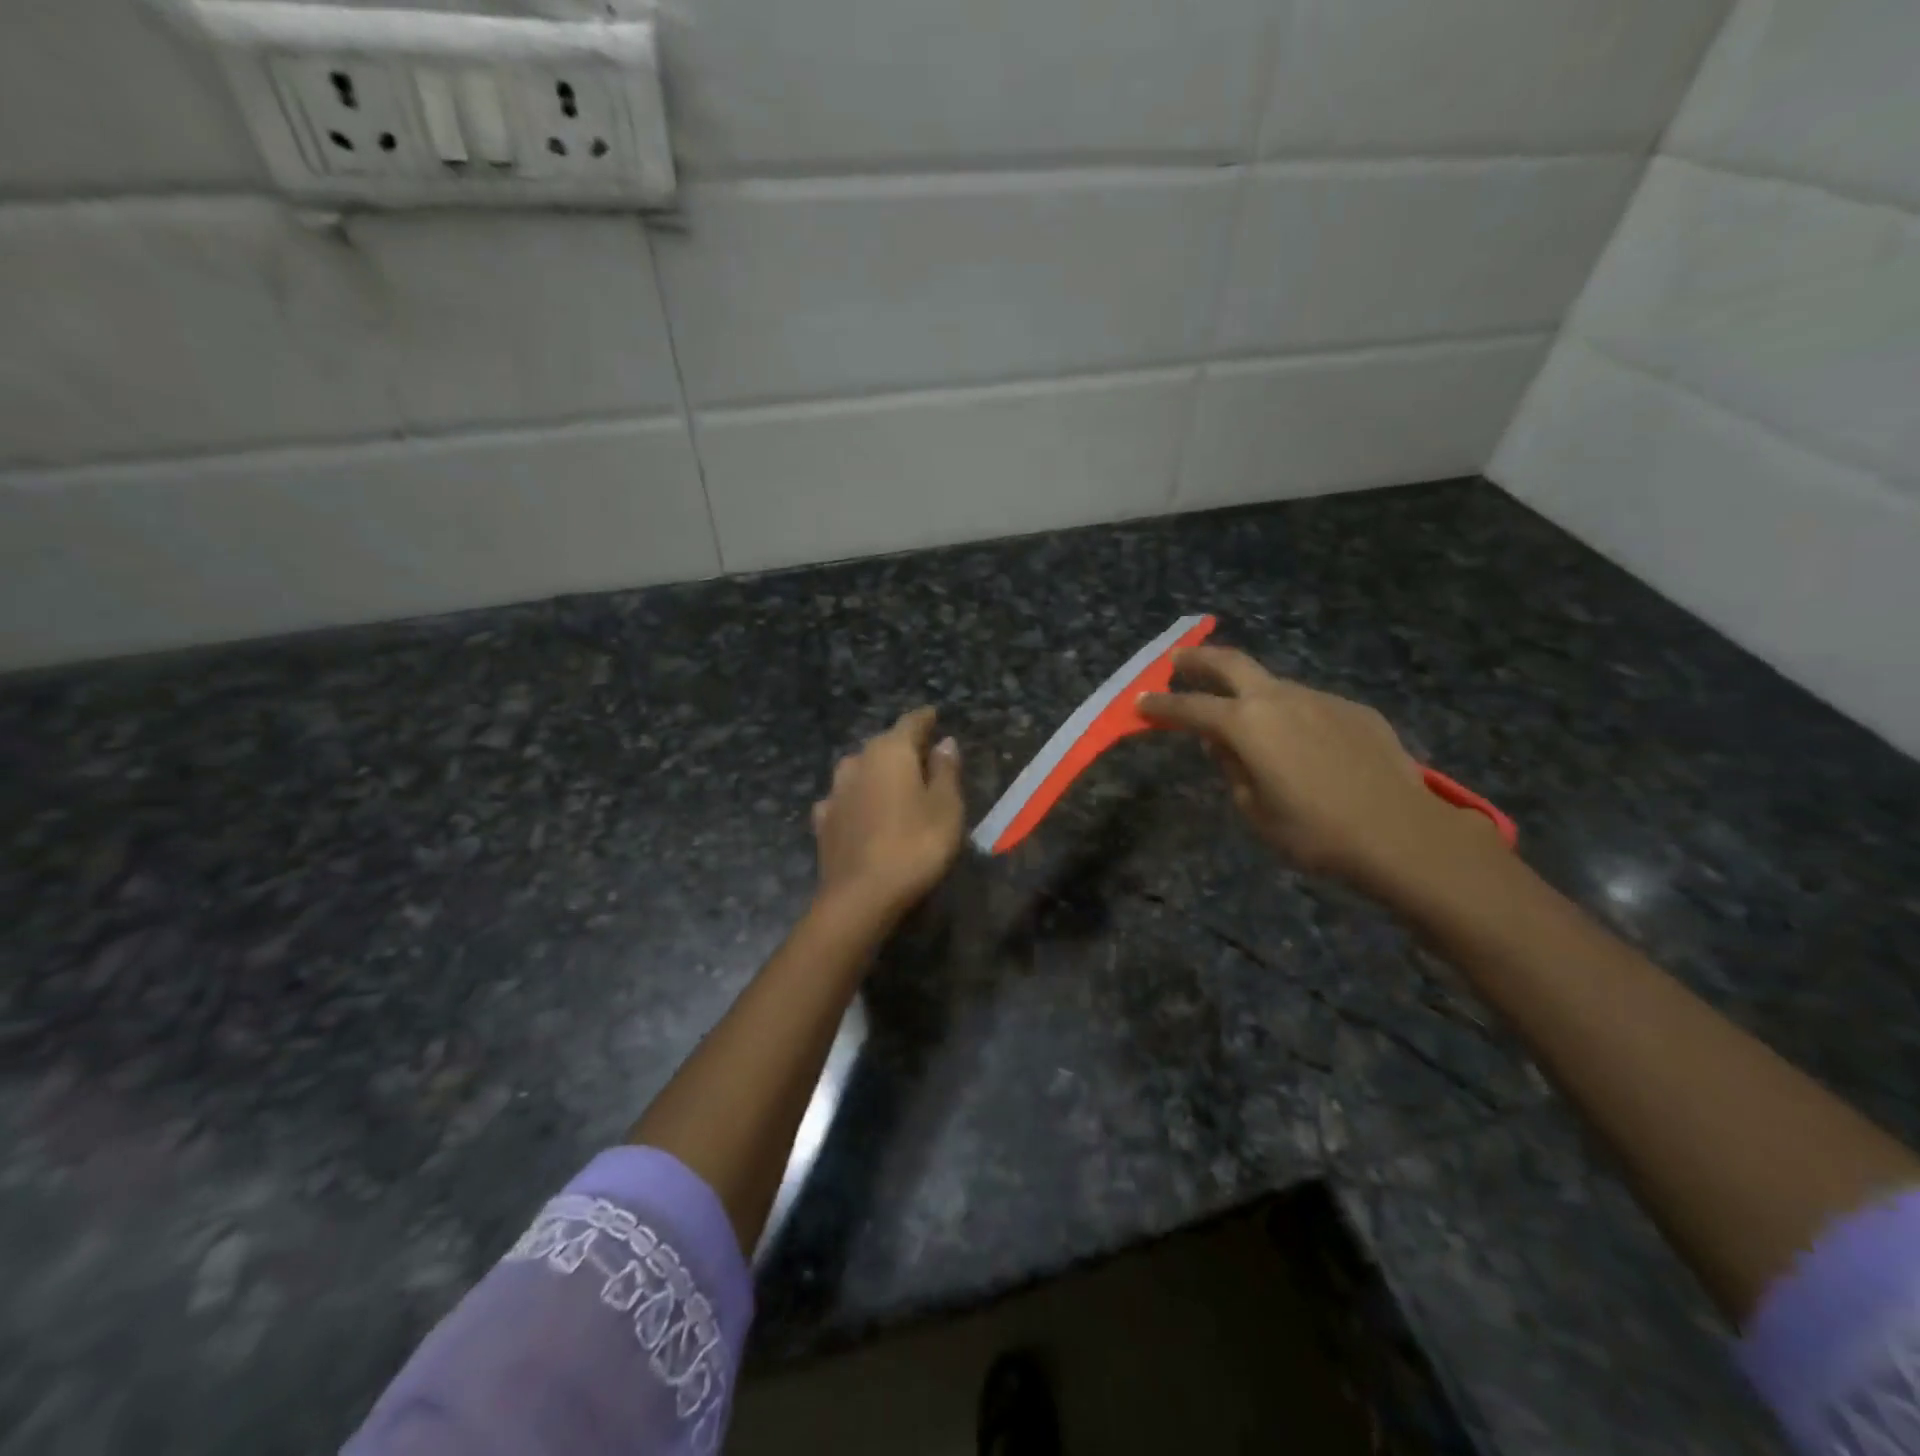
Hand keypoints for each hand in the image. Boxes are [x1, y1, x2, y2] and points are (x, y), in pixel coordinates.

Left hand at [812, 706, 965, 923]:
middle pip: (883, 745)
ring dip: (876, 773)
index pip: (910, 723)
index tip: (934, 716)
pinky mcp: (823, 821)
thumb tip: (944, 742)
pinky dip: (856, 800)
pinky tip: (860, 811)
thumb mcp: (946, 807)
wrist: (860, 896)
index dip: (925, 719)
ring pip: (859, 770)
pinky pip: (844, 800)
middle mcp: (857, 762)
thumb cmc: (915, 845)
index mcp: (890, 752)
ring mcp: (835, 792)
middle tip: (922, 756)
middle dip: (902, 747)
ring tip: (892, 784)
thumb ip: (945, 771)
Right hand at [1139, 646, 1497, 896]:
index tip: (1140, 702)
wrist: (1401, 834)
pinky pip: (1310, 705)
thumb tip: (1221, 745)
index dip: (1160, 705)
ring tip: (1246, 719)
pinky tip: (1304, 745)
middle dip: (1198, 659)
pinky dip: (1292, 715)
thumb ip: (1231, 769)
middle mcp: (1280, 699)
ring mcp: (1321, 699)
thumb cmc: (1314, 832)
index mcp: (1246, 725)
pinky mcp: (1355, 710)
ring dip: (1250, 693)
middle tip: (1178, 660)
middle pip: (1230, 663)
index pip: (1189, 708)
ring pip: (1273, 685)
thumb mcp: (1253, 810)